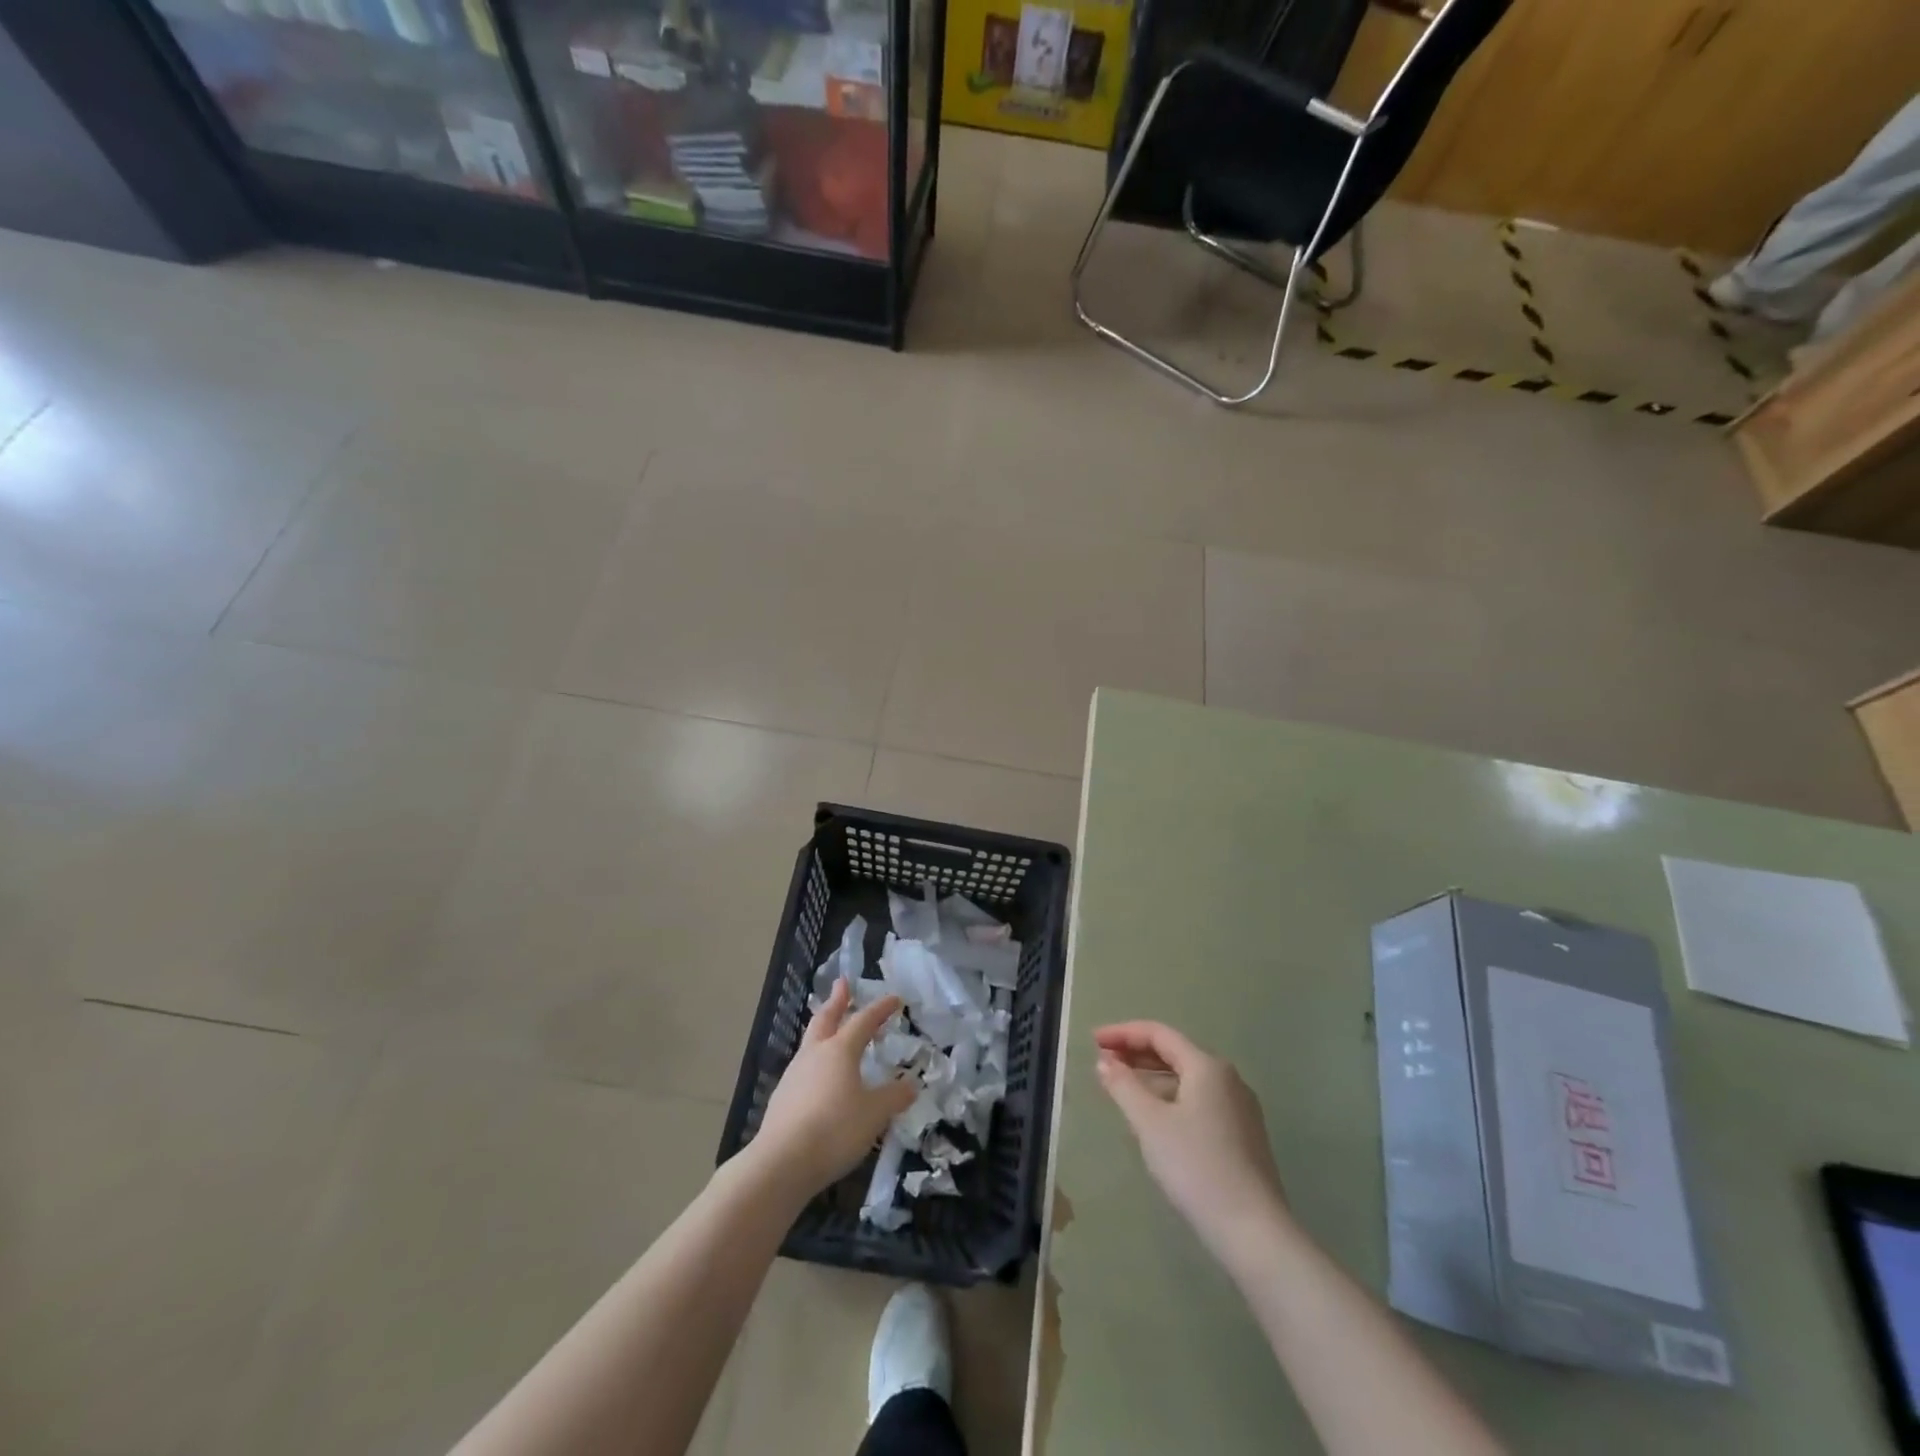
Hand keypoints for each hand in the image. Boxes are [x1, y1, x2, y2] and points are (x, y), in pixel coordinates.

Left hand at [751, 979, 915, 1195]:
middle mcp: (815, 1054)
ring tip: (832, 1029)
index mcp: (840, 1050)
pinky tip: (820, 1077)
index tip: (894, 999)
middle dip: (837, 1000)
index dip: (881, 1009)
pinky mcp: (783, 1098)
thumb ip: (894, 1097)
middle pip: (826, 1018)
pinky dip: (816, 1061)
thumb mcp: (874, 1114)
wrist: (781, 1163)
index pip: (864, 1020)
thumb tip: (911, 1084)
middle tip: (843, 983)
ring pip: (811, 1041)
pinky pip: (804, 1068)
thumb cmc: (835, 1129)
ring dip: (824, 1029)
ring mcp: (794, 1075)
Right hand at [1094, 1021, 1289, 1265]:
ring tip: (1121, 1088)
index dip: (1123, 1032)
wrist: (1254, 1231)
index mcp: (1207, 1066)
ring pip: (1187, 1079)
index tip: (1093, 1041)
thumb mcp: (1150, 1123)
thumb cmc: (1196, 1167)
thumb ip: (1124, 1086)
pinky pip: (1198, 1101)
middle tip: (1103, 1060)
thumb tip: (1105, 1062)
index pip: (1159, 1034)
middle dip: (1136, 1053)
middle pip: (1175, 1052)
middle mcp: (1227, 1078)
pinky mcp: (1242, 1136)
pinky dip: (1170, 1098)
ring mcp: (1239, 1108)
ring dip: (1151, 1077)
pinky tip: (1153, 1118)